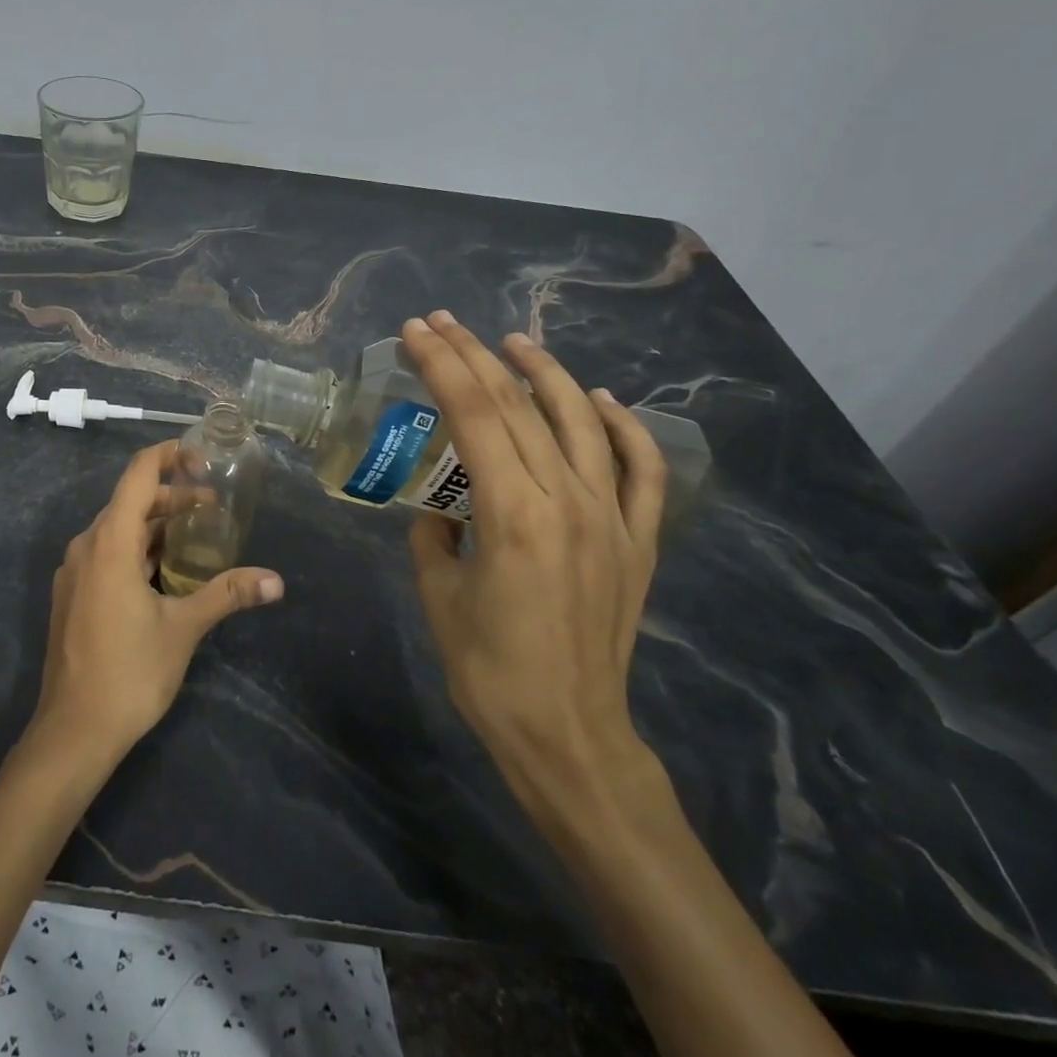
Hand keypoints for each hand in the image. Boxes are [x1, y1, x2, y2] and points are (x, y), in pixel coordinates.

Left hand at [30, 441, 283, 760]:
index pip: (138, 475)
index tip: (202, 457)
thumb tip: (276, 581)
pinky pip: (107, 554)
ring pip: (118, 530)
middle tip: (213, 507)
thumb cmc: (129, 672)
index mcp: (110, 542)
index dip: (168, 455)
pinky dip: (137, 549)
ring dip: (155, 525)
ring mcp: (75, 571)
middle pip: (130, 501)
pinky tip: (164, 571)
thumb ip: (227, 595)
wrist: (73, 731)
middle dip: (171, 497)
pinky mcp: (73, 594)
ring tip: (196, 536)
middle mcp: (87, 546)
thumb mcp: (183, 628)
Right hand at [401, 311, 667, 813]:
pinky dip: (624, 428)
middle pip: (518, 406)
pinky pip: (641, 470)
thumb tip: (442, 509)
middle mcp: (568, 502)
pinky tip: (601, 401)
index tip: (415, 333)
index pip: (472, 415)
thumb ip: (433, 536)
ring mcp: (612, 519)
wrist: (569, 733)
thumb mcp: (438, 594)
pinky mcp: (638, 542)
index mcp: (512, 514)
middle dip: (475, 355)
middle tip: (442, 322)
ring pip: (582, 422)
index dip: (441, 365)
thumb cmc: (489, 669)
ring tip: (514, 342)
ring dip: (546, 374)